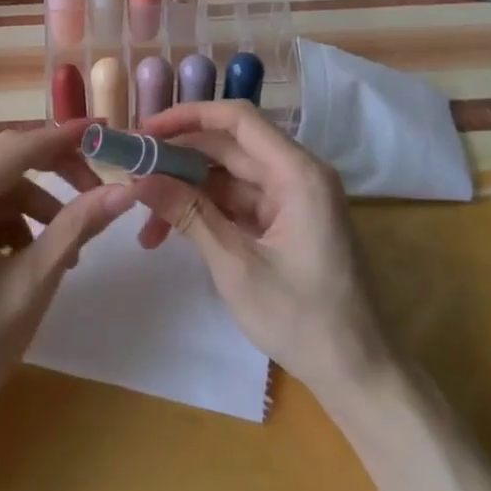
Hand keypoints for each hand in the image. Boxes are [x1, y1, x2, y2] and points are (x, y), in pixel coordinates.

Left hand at [0, 122, 136, 446]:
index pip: (18, 149)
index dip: (64, 138)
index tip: (106, 130)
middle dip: (55, 173)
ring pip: (0, 190)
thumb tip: (128, 187)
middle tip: (99, 190)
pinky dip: (18, 227)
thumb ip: (79, 225)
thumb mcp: (35, 280)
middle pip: (7, 162)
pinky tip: (38, 261)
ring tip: (70, 252)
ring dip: (39, 207)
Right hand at [131, 101, 387, 398]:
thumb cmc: (303, 320)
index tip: (144, 131)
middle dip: (178, 158)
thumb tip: (139, 179)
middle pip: (228, 147)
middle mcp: (296, 174)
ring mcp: (292, 198)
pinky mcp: (285, 221)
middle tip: (131, 172)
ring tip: (143, 218)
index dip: (188, 117)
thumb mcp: (236, 267)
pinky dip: (205, 212)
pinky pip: (237, 202)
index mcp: (297, 173)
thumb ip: (188, 215)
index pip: (237, 119)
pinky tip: (169, 231)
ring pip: (227, 177)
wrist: (359, 373)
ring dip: (186, 191)